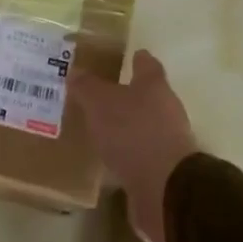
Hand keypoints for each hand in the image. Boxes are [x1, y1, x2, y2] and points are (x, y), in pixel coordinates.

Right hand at [69, 49, 196, 241]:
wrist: (165, 187)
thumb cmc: (132, 132)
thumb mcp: (100, 103)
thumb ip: (87, 87)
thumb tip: (75, 71)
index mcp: (154, 86)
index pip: (147, 65)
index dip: (138, 59)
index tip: (131, 54)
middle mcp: (166, 109)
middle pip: (148, 95)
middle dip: (127, 94)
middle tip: (100, 94)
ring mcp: (168, 141)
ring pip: (143, 125)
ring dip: (126, 126)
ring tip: (99, 127)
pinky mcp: (163, 169)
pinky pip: (140, 153)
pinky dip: (126, 153)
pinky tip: (108, 157)